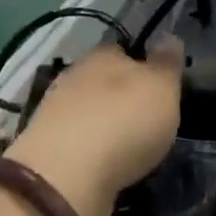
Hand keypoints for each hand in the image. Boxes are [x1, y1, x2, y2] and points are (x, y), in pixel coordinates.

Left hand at [4, 40, 182, 215]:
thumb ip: (167, 63)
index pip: (123, 49)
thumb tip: (169, 37)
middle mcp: (74, 76)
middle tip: (146, 118)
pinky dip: (90, 150)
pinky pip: (76, 142)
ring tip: (128, 148)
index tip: (158, 83)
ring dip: (104, 124)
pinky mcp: (45, 149)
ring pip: (88, 111)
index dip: (142, 63)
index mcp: (103, 54)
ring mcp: (55, 113)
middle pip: (103, 80)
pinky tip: (105, 166)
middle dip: (121, 96)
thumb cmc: (124, 121)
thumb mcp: (162, 88)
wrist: (65, 178)